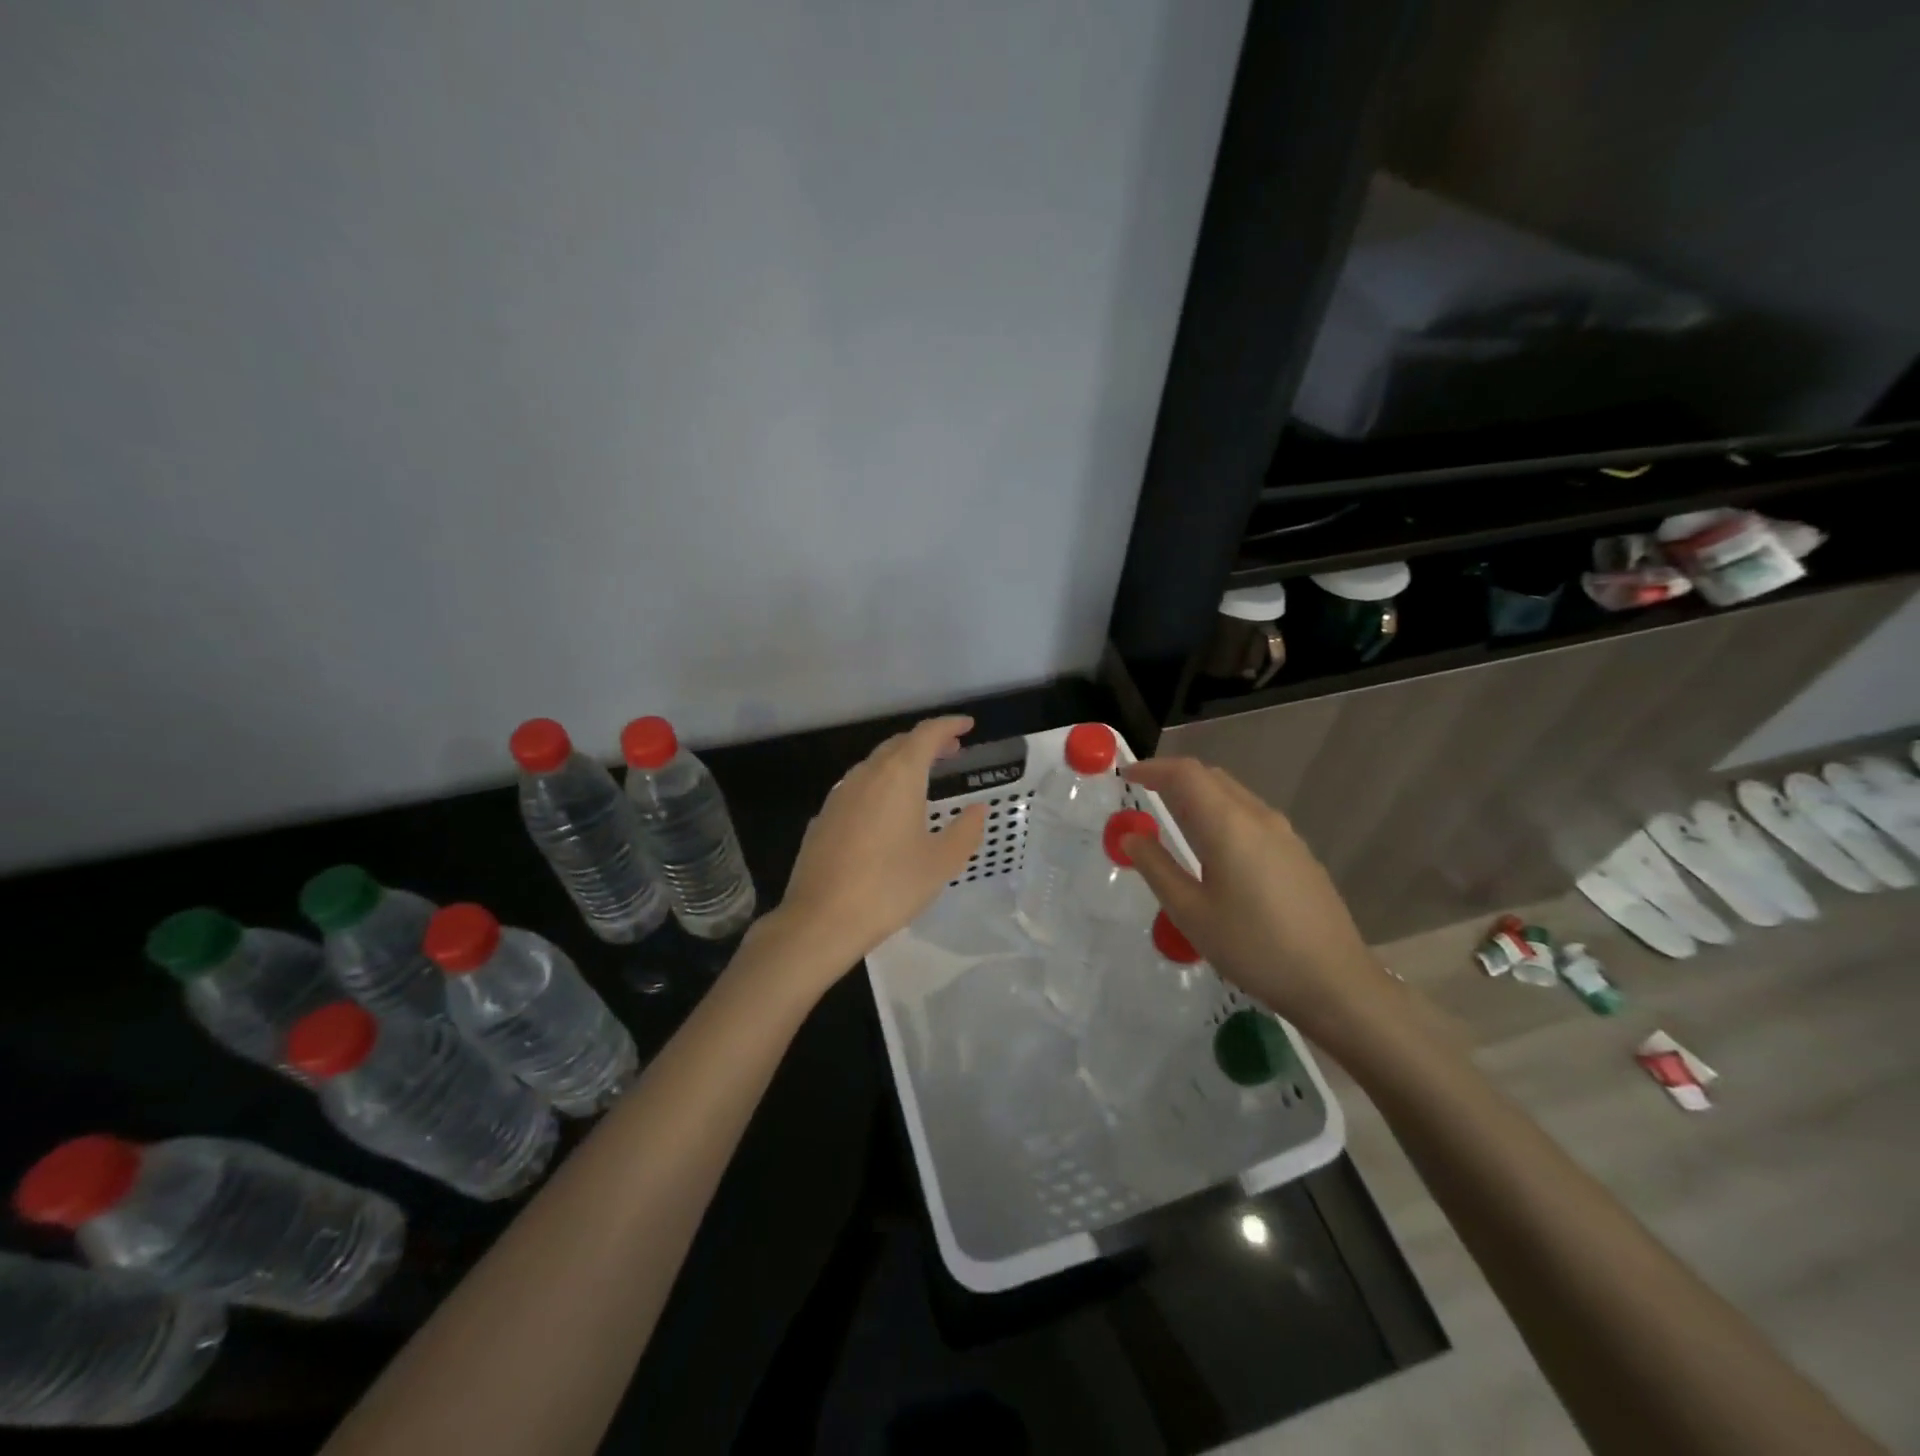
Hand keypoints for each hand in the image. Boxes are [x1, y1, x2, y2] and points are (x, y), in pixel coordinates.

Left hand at [768, 717, 986, 981]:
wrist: (821, 919)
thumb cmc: (889, 887)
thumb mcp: (941, 863)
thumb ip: (965, 831)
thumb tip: (978, 810)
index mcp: (899, 776)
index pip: (926, 734)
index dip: (949, 725)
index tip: (967, 725)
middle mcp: (866, 775)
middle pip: (899, 744)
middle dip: (926, 742)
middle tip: (951, 751)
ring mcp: (839, 795)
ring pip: (874, 764)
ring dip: (901, 762)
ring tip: (922, 777)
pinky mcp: (823, 817)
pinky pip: (857, 787)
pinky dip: (879, 784)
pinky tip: (886, 810)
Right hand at [1119, 758, 1389, 1042]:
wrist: (1335, 982)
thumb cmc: (1253, 947)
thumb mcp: (1190, 913)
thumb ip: (1156, 868)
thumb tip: (1130, 836)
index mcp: (1229, 825)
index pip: (1186, 774)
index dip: (1153, 768)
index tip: (1126, 776)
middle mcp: (1259, 817)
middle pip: (1212, 778)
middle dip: (1174, 778)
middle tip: (1144, 795)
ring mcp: (1285, 835)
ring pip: (1234, 796)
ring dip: (1200, 796)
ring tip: (1174, 821)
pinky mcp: (1299, 854)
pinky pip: (1251, 817)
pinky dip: (1222, 815)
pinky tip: (1216, 850)